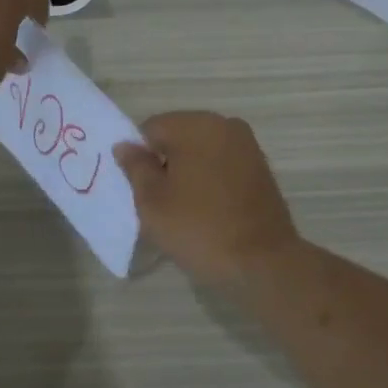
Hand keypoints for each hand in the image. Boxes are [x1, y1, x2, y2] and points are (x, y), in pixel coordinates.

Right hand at [112, 112, 301, 286]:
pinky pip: (222, 165)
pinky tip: (207, 209)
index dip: (140, 158)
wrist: (262, 262)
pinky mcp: (261, 169)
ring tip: (184, 209)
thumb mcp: (152, 201)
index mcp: (196, 125)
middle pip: (178, 137)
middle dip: (165, 163)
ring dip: (188, 172)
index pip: (151, 129)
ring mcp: (248, 146)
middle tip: (159, 202)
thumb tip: (125, 145)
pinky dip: (209, 180)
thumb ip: (136, 167)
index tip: (141, 190)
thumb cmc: (198, 228)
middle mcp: (225, 125)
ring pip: (201, 152)